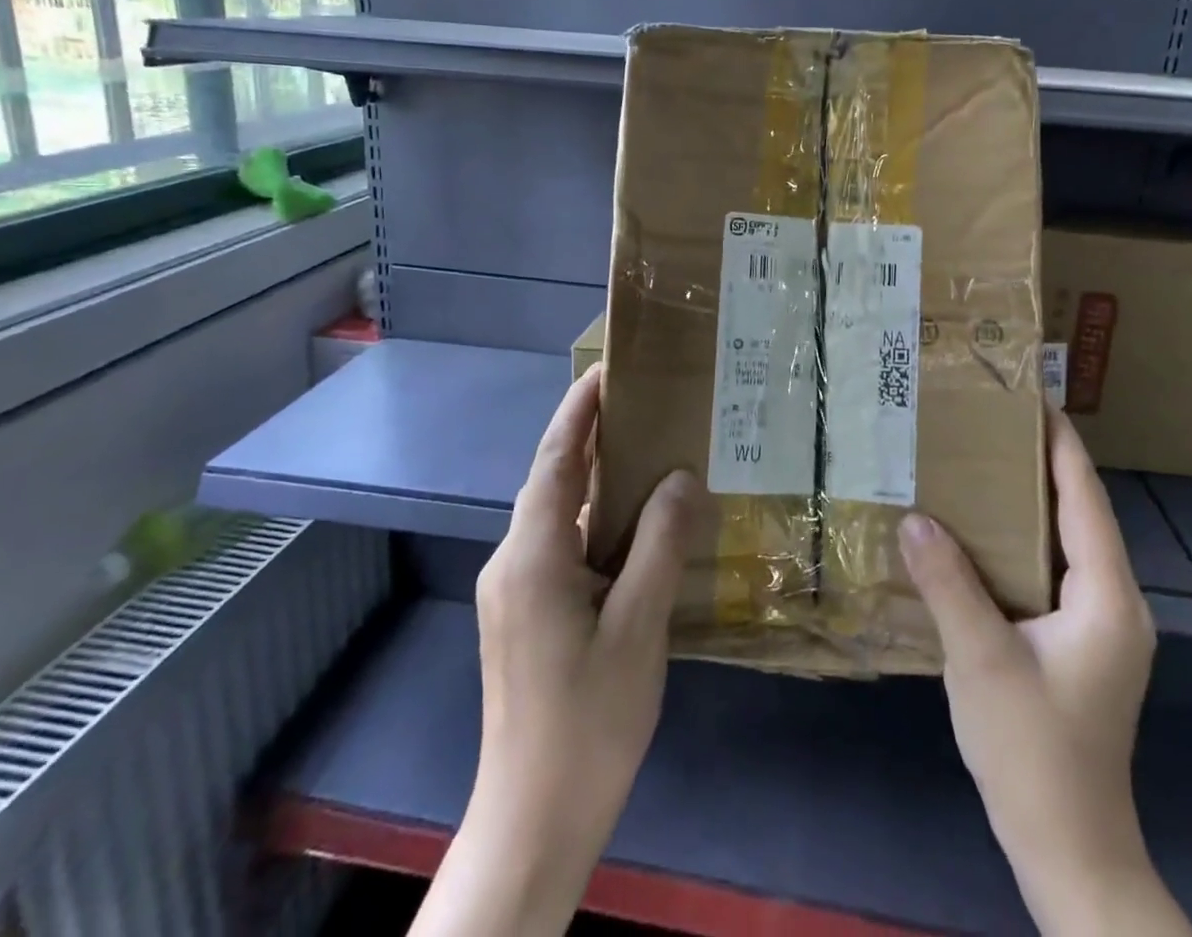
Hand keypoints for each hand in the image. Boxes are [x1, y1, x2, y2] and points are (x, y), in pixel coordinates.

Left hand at [412, 366, 704, 936]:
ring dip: (594, 479)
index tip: (609, 369)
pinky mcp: (522, 615)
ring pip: (556, 515)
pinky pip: (558, 545)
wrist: (532, 822)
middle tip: (642, 402)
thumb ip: (659, 543)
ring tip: (646, 452)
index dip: (579, 409)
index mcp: (532, 555)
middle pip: (552, 480)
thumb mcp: (638, 627)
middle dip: (590, 435)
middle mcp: (512, 562)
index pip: (554, 459)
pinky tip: (631, 527)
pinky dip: (593, 520)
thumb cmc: (588, 721)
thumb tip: (680, 476)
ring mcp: (513, 591)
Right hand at [899, 408, 1191, 936]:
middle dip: (1040, 463)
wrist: (1070, 855)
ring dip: (1030, 502)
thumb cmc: (1034, 755)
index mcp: (1107, 598)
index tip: (1032, 396)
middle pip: (1079, 514)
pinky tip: (981, 534)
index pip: (1085, 499)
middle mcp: (1115, 603)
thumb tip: (914, 515)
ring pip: (1066, 543)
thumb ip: (948, 583)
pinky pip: (1052, 571)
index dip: (1061, 444)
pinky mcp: (1080, 646)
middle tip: (990, 422)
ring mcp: (1100, 627)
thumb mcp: (982, 661)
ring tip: (981, 462)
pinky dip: (1021, 541)